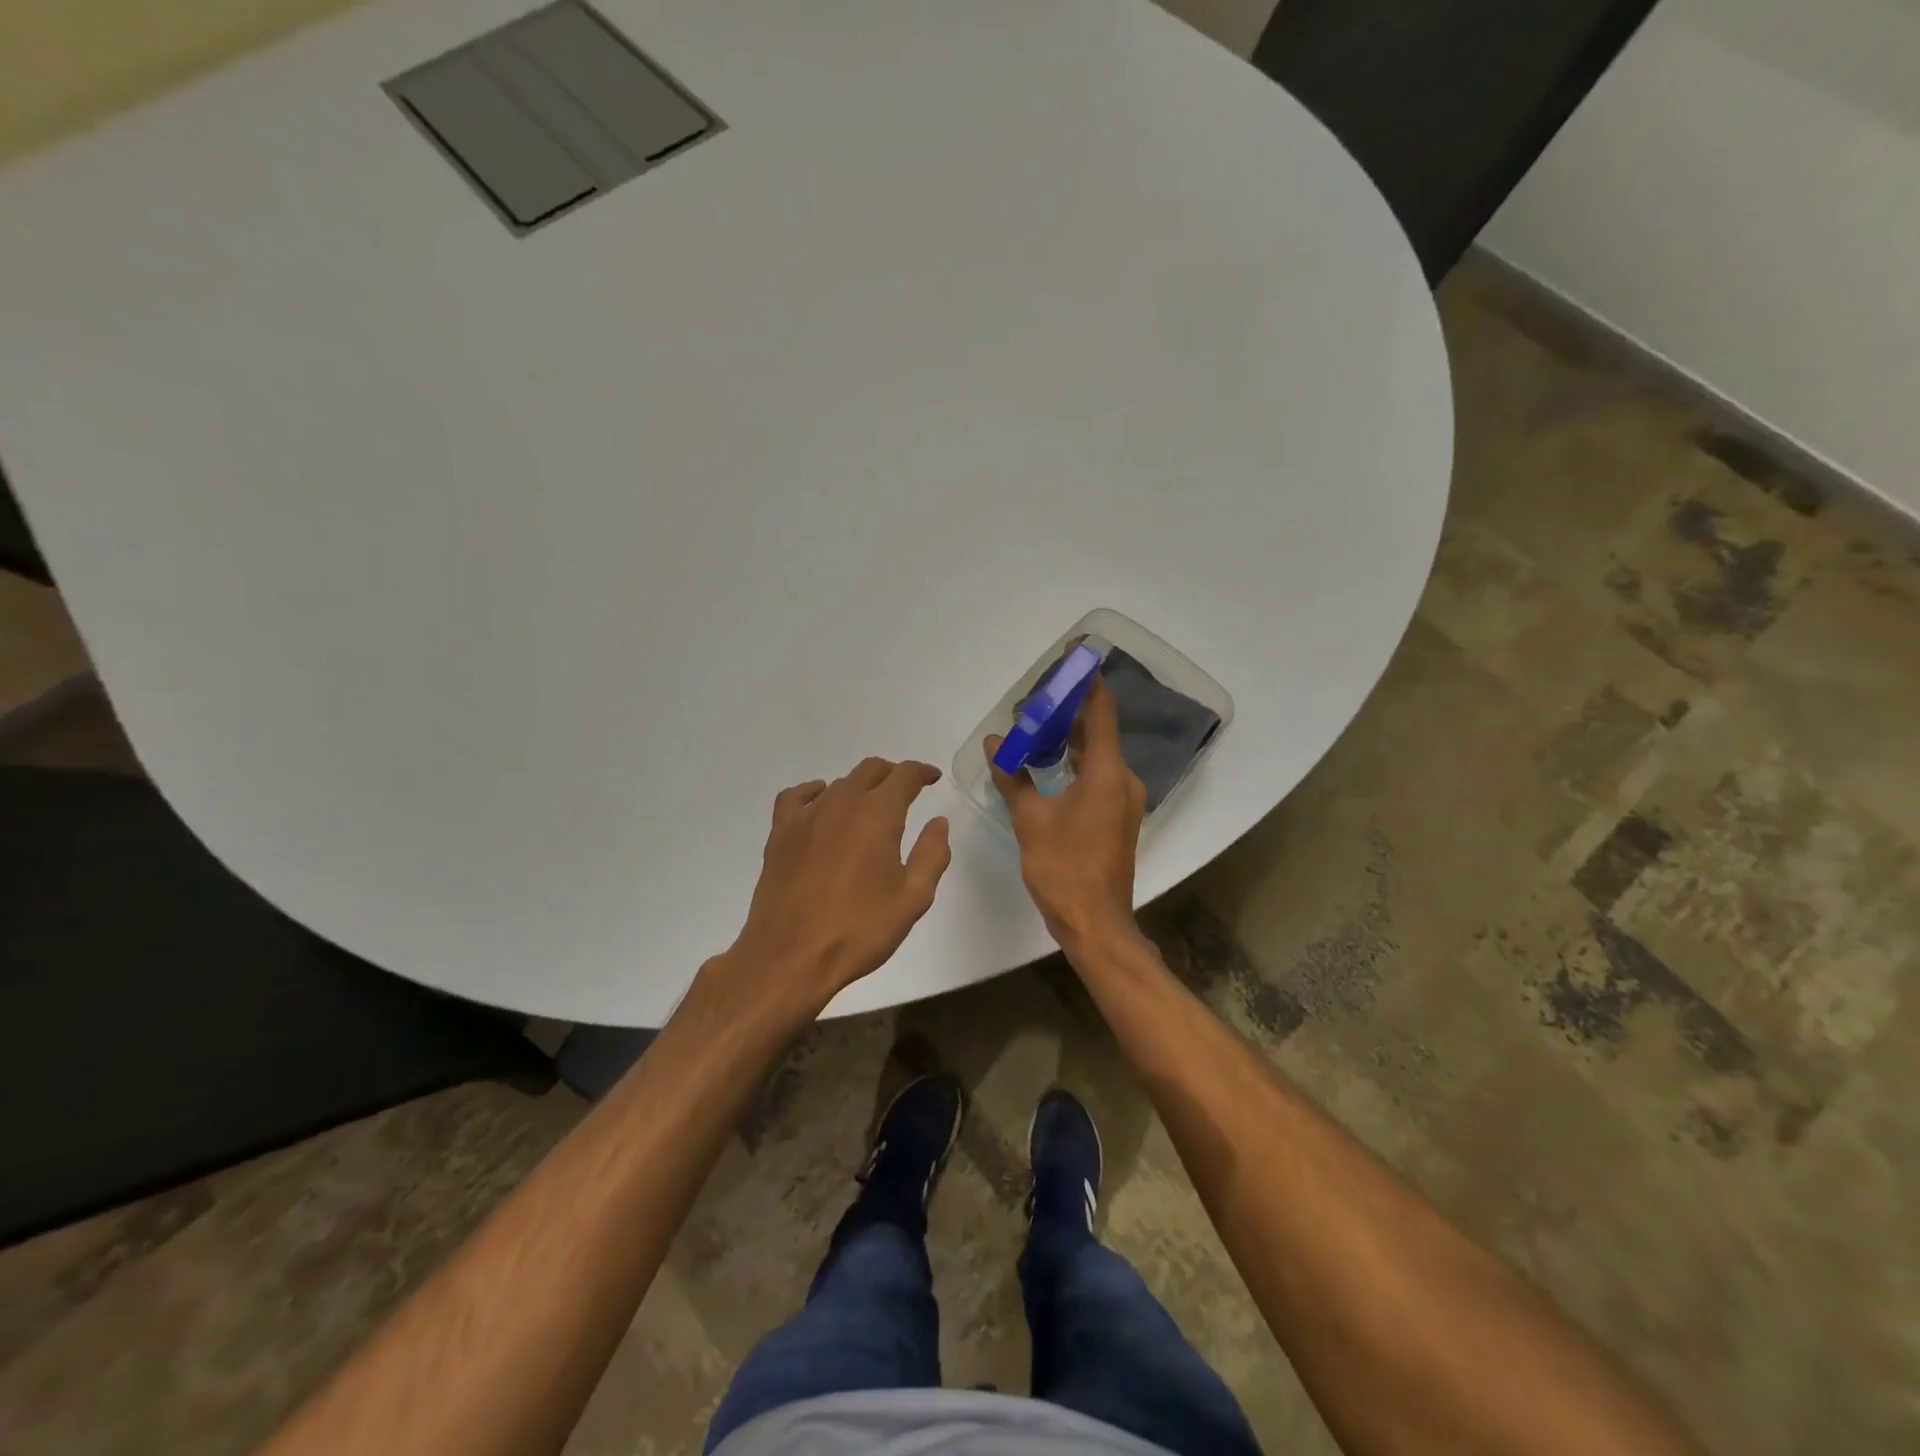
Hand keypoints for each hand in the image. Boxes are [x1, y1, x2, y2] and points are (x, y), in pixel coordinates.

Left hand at [716, 758, 951, 1017]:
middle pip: (870, 770)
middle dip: (892, 774)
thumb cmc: (859, 930)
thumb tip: (938, 822)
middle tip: (905, 791)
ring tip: (869, 807)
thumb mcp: (913, 898)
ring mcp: (806, 816)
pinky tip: (820, 805)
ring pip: (839, 783)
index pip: (904, 775)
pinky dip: (814, 792)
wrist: (790, 956)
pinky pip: (798, 797)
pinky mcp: (781, 833)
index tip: (932, 778)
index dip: (921, 772)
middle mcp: (841, 803)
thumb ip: (932, 854)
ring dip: (859, 787)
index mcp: (878, 815)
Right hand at [988, 676, 1146, 951]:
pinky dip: (1074, 760)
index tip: (1072, 655)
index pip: (1100, 710)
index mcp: (1106, 772)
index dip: (1086, 679)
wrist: (1096, 924)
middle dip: (1066, 710)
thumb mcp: (1030, 820)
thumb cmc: (1064, 869)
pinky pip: (1097, 773)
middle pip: (1098, 729)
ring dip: (1068, 737)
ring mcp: (1123, 799)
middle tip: (1031, 703)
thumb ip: (1013, 777)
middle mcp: (1122, 778)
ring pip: (1097, 752)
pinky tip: (1048, 762)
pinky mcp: (1117, 815)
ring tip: (1033, 728)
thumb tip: (995, 744)